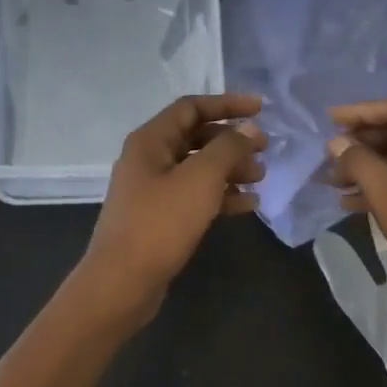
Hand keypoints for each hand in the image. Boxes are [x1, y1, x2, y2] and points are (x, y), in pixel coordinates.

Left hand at [77, 93, 265, 322]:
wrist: (122, 283)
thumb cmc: (160, 223)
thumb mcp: (200, 180)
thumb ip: (228, 148)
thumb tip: (249, 129)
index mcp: (150, 140)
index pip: (191, 107)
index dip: (227, 104)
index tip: (261, 109)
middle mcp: (148, 159)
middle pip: (196, 137)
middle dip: (232, 140)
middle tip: (264, 149)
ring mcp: (152, 190)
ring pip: (197, 168)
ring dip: (230, 169)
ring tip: (260, 178)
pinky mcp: (159, 217)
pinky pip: (194, 196)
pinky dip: (220, 195)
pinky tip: (247, 204)